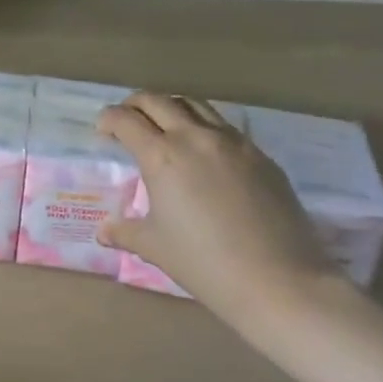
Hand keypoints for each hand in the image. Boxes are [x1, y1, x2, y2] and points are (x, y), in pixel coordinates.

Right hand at [96, 92, 338, 311]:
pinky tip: (205, 153)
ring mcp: (234, 143)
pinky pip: (226, 127)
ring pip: (196, 105)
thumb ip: (124, 232)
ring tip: (165, 127)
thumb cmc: (204, 262)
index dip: (108, 120)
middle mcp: (195, 138)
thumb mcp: (154, 246)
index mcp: (162, 156)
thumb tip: (105, 232)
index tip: (103, 131)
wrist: (279, 281)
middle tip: (127, 120)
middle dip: (135, 104)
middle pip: (158, 101)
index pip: (125, 120)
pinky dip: (205, 127)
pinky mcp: (262, 156)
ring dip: (172, 108)